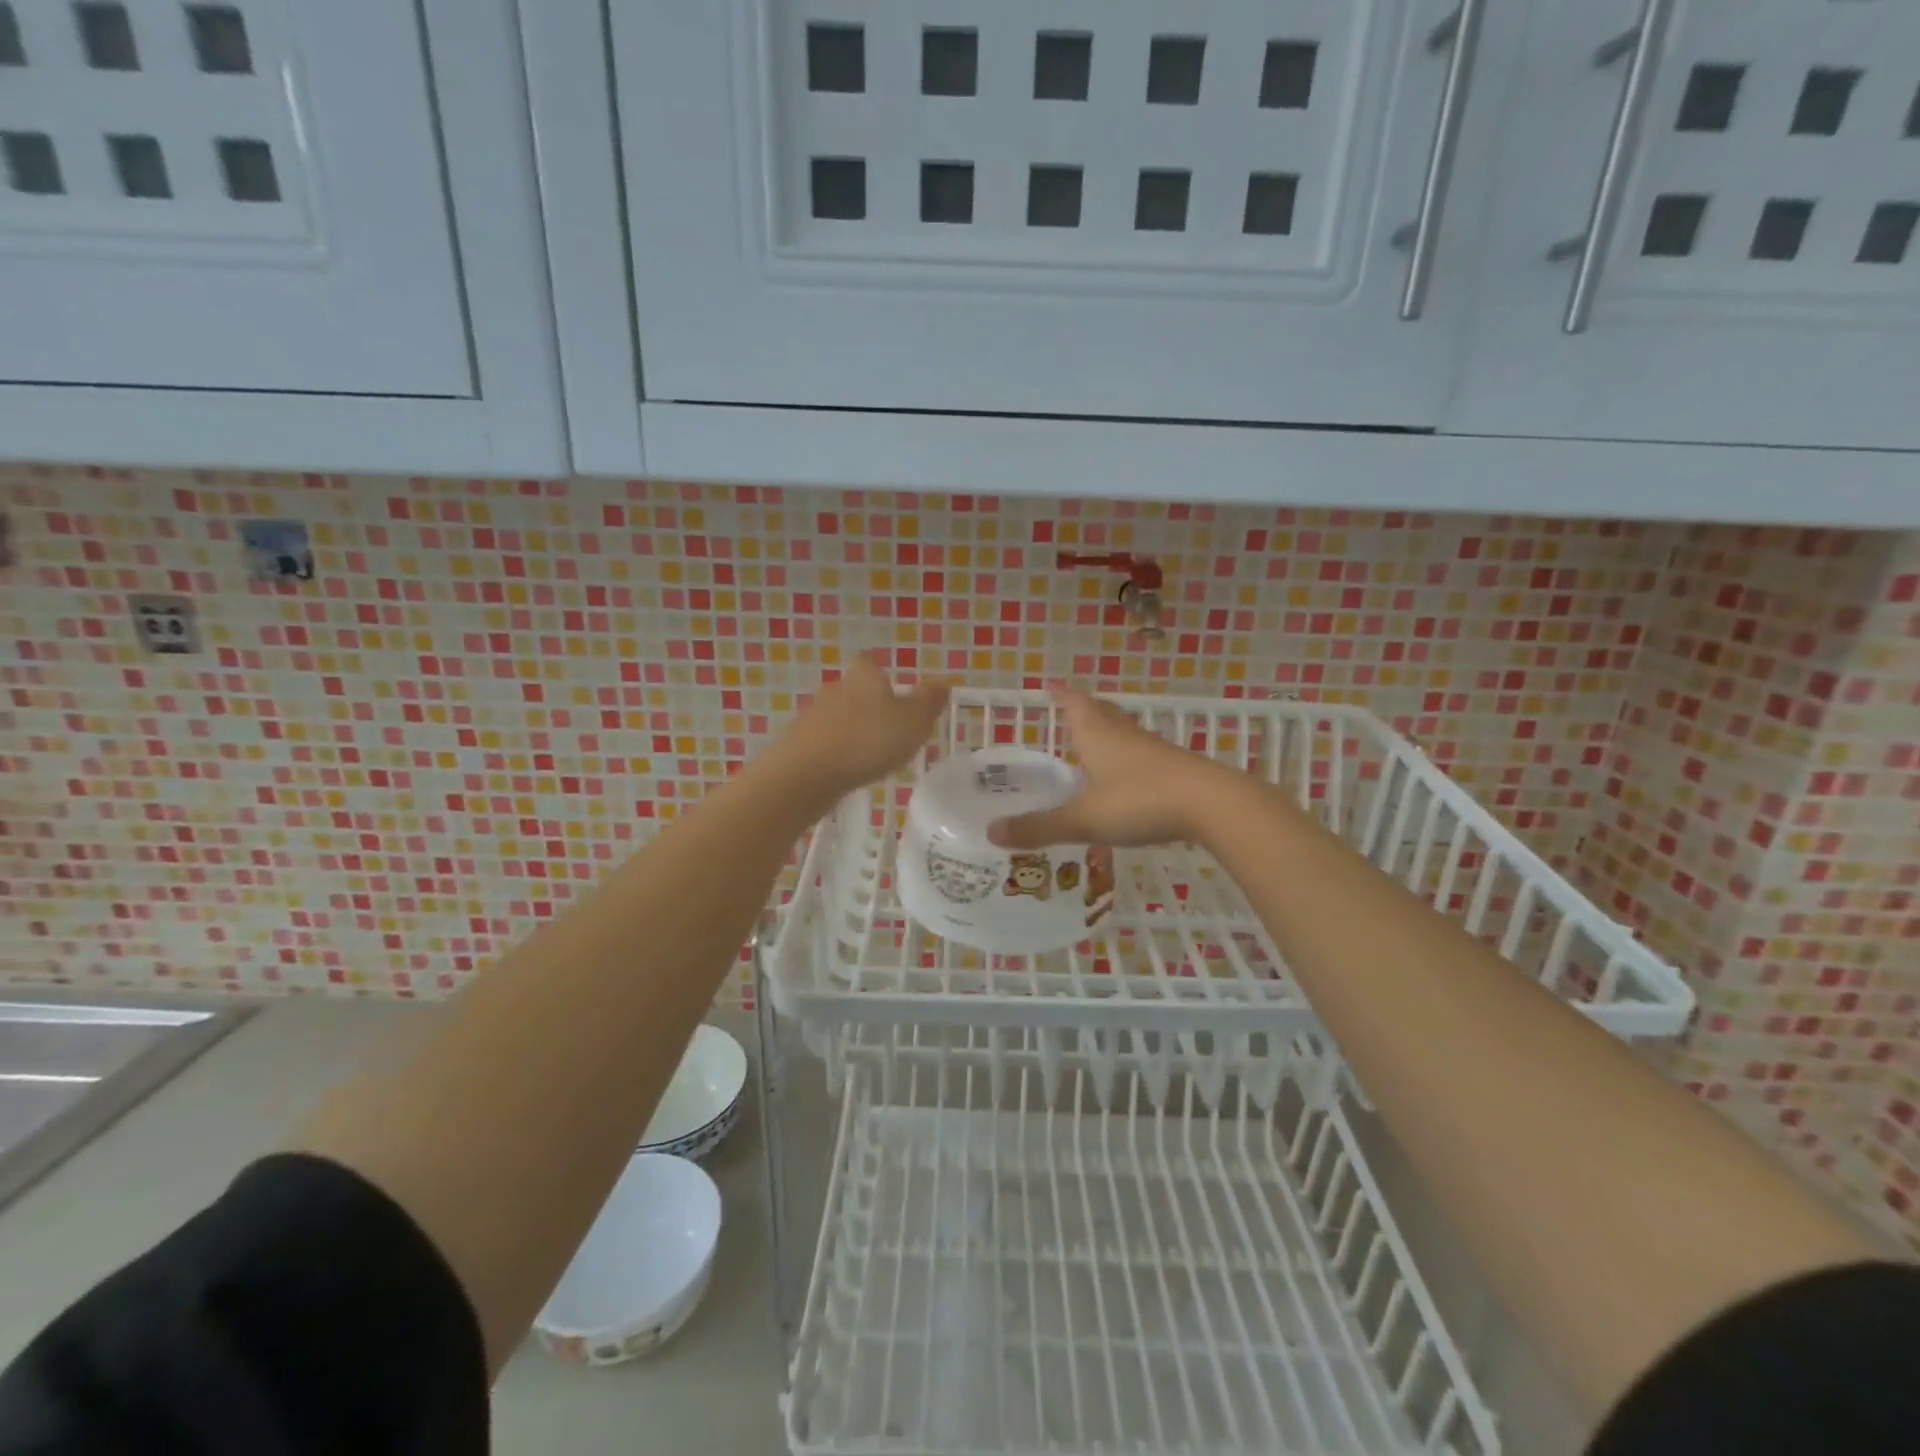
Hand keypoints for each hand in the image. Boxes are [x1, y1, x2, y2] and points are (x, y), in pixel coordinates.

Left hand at [766, 654, 950, 807]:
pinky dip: (838, 751)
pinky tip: (848, 769)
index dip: (882, 672)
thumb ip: (929, 701)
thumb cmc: (869, 740)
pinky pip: (826, 742)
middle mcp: (836, 688)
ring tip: (872, 754)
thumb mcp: (914, 721)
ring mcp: (814, 715)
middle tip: (890, 727)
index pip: (871, 662)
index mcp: (864, 677)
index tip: (895, 689)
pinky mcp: (800, 743)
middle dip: (870, 705)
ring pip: (839, 717)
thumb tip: (942, 682)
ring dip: (853, 730)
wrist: (808, 773)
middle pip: (854, 690)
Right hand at [987, 684, 1232, 848]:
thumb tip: (991, 833)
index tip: (1049, 687)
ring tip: (1092, 739)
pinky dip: (1126, 756)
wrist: (1212, 804)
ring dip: (1106, 730)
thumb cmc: (1140, 801)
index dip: (1061, 696)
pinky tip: (1125, 775)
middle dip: (1083, 708)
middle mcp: (1123, 734)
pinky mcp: (1173, 767)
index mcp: (1097, 735)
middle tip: (1068, 707)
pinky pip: (1140, 753)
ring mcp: (1151, 750)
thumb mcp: (1084, 819)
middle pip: (1101, 712)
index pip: (1074, 704)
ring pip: (1123, 731)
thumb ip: (1040, 827)